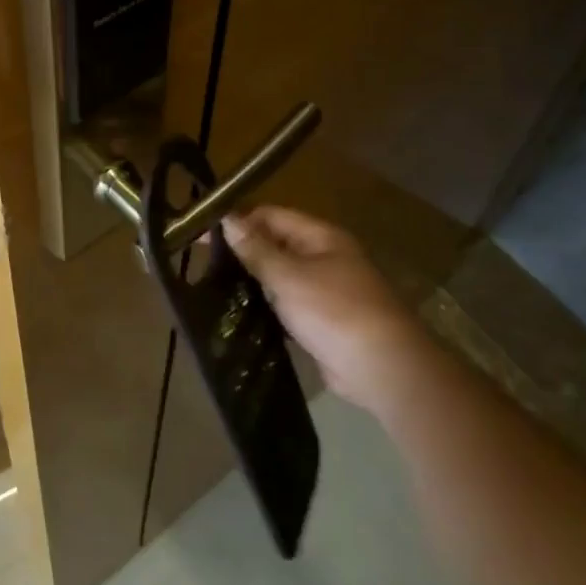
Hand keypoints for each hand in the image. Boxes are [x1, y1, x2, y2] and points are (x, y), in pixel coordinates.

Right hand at [222, 206, 425, 412]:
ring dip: (252, 281)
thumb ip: (256, 249)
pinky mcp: (322, 321)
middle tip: (202, 263)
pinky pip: (286, 304)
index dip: (237, 220)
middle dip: (242, 251)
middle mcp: (324, 257)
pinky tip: (239, 314)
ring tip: (212, 287)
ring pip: (279, 276)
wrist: (384, 369)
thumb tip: (227, 220)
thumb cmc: (335, 311)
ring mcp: (325, 290)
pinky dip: (266, 307)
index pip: (271, 215)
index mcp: (320, 237)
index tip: (201, 233)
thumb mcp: (288, 276)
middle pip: (275, 244)